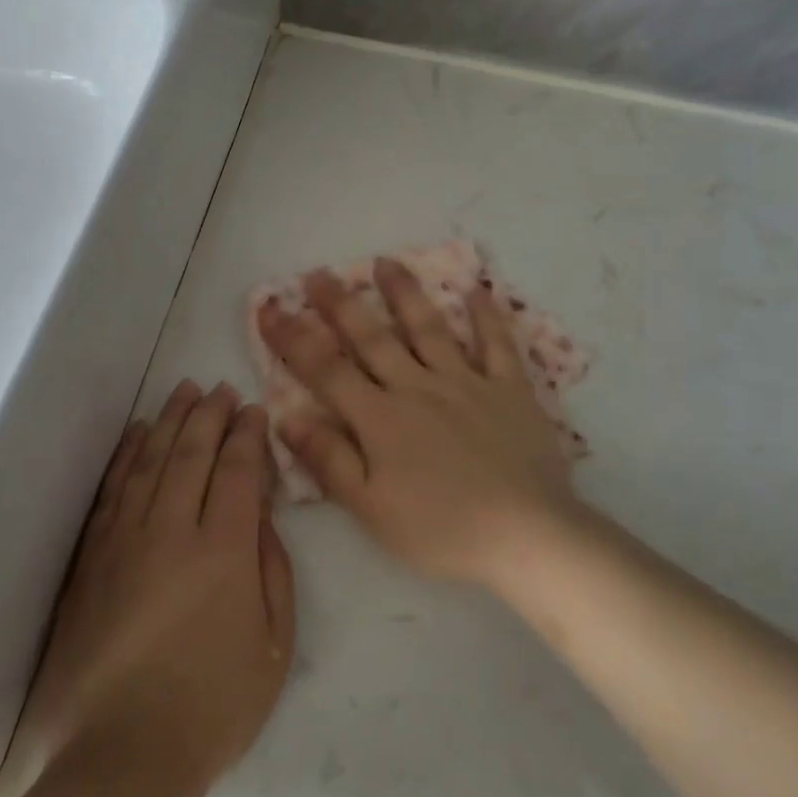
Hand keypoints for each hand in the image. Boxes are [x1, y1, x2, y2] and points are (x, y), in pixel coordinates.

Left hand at [15, 381, 295, 790]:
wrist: (123, 758)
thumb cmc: (213, 707)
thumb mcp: (273, 645)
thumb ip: (274, 570)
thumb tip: (261, 515)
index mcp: (224, 550)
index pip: (237, 470)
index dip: (246, 434)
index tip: (253, 409)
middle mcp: (173, 530)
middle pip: (192, 453)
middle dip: (210, 415)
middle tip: (221, 388)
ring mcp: (125, 541)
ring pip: (151, 461)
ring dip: (170, 421)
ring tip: (184, 392)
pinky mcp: (92, 559)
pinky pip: (112, 491)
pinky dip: (127, 456)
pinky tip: (137, 434)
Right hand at [258, 258, 582, 586]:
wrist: (527, 534)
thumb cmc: (441, 530)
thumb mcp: (371, 509)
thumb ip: (329, 460)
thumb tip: (287, 417)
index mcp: (381, 419)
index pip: (326, 369)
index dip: (294, 338)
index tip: (270, 309)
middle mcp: (418, 387)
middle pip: (372, 338)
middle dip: (340, 305)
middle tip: (317, 274)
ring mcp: (467, 383)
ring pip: (429, 328)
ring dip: (404, 293)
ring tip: (386, 262)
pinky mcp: (510, 390)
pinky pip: (497, 344)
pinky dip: (486, 317)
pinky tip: (476, 290)